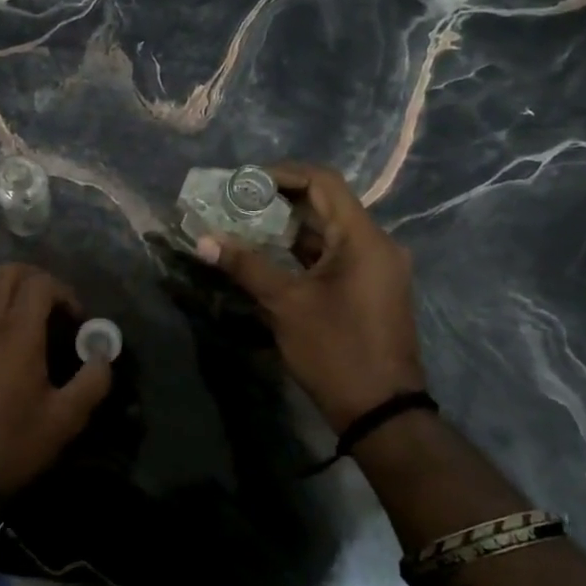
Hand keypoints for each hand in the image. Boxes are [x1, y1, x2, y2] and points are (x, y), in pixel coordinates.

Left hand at [0, 264, 113, 496]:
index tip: (76, 320)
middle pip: (8, 272)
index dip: (64, 292)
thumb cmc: (16, 442)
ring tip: (24, 313)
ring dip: (7, 287)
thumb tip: (102, 355)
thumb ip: (92, 382)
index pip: (40, 283)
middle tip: (53, 307)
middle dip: (36, 280)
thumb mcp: (66, 419)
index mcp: (18, 334)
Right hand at [196, 162, 426, 432]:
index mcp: (363, 239)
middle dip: (278, 200)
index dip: (282, 174)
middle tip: (235, 204)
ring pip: (328, 231)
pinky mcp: (370, 288)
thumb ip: (246, 266)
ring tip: (243, 226)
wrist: (381, 412)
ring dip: (288, 227)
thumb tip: (203, 240)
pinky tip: (268, 256)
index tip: (243, 182)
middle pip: (326, 204)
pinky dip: (302, 251)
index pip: (323, 182)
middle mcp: (376, 244)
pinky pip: (334, 255)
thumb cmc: (335, 351)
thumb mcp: (285, 305)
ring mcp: (375, 267)